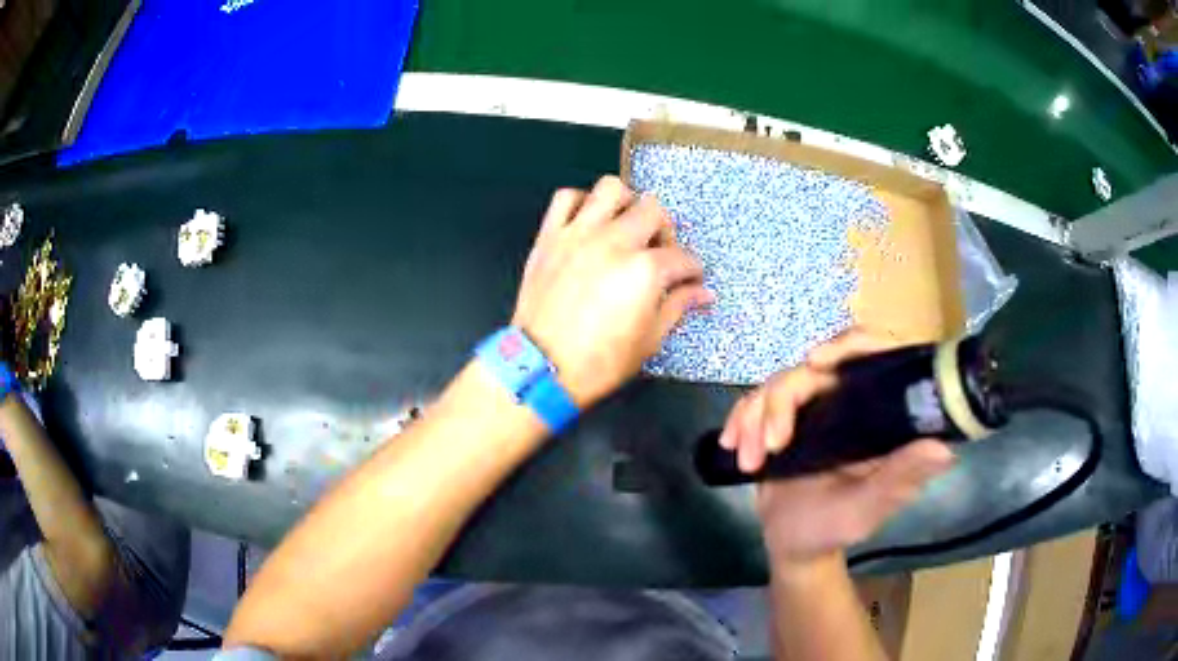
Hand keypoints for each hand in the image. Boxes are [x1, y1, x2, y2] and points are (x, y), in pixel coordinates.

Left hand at [512, 176, 712, 406]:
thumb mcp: (649, 341)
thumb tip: (704, 293)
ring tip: (625, 227)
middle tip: (659, 253)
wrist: (540, 368)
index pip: (682, 258)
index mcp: (644, 270)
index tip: (690, 281)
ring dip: (626, 203)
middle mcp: (614, 241)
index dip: (692, 271)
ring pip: (611, 188)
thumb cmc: (600, 362)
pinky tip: (588, 223)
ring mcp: (579, 234)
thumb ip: (677, 307)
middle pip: (653, 210)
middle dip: (666, 231)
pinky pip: (565, 198)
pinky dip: (581, 203)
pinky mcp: (550, 236)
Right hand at [719, 330, 955, 571]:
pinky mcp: (782, 418)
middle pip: (814, 366)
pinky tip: (732, 445)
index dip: (849, 344)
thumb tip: (944, 448)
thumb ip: (900, 480)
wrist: (791, 544)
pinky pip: (755, 402)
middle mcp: (848, 399)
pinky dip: (740, 420)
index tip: (817, 361)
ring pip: (779, 383)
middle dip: (782, 400)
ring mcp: (813, 407)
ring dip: (756, 418)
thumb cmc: (834, 529)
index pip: (874, 353)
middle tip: (771, 442)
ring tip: (750, 461)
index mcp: (878, 412)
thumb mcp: (867, 509)